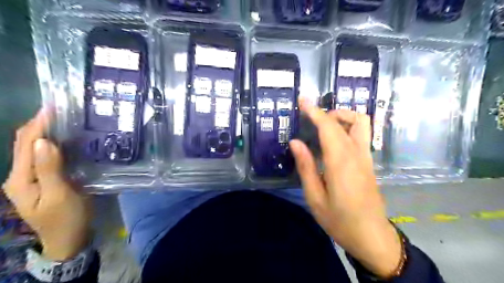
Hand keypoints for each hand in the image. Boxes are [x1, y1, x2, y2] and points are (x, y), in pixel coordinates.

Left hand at [4, 108, 91, 260]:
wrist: (69, 238)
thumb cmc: (66, 218)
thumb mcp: (59, 195)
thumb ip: (49, 169)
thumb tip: (44, 141)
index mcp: (20, 179)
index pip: (26, 144)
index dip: (38, 124)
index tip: (53, 107)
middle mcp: (20, 175)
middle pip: (25, 144)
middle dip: (39, 124)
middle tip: (62, 110)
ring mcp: (32, 178)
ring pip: (34, 149)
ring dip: (46, 133)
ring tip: (65, 120)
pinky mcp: (45, 180)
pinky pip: (45, 157)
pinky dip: (53, 144)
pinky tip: (67, 140)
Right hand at [288, 100, 402, 278]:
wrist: (371, 236)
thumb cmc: (339, 220)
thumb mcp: (315, 197)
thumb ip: (306, 167)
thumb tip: (296, 142)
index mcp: (341, 162)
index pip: (328, 127)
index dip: (315, 111)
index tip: (303, 99)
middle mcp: (357, 154)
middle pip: (350, 120)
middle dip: (329, 111)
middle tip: (310, 117)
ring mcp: (367, 157)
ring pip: (362, 124)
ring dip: (343, 117)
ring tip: (323, 127)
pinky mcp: (369, 163)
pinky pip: (361, 135)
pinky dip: (347, 127)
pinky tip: (333, 141)